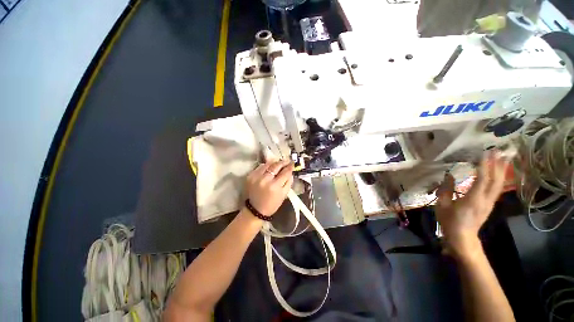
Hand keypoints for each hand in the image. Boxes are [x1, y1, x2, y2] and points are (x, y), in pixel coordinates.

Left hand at [245, 160, 293, 216]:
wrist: (256, 210)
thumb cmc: (272, 204)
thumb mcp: (284, 195)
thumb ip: (288, 182)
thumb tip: (290, 171)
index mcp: (275, 186)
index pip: (285, 172)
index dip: (290, 167)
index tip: (293, 163)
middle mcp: (265, 180)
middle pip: (276, 166)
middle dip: (283, 162)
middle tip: (287, 160)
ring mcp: (256, 177)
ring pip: (267, 164)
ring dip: (274, 162)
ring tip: (279, 162)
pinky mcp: (250, 176)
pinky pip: (260, 167)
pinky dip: (266, 165)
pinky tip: (270, 167)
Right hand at [435, 152, 508, 258]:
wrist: (462, 237)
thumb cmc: (450, 220)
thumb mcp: (442, 204)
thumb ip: (446, 189)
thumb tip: (449, 175)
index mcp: (473, 199)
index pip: (482, 179)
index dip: (484, 166)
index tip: (484, 153)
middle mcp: (486, 199)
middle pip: (495, 180)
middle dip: (497, 165)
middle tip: (497, 151)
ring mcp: (490, 202)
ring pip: (499, 184)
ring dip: (501, 170)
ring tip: (501, 158)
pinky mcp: (489, 205)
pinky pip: (496, 189)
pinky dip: (498, 178)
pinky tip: (498, 173)